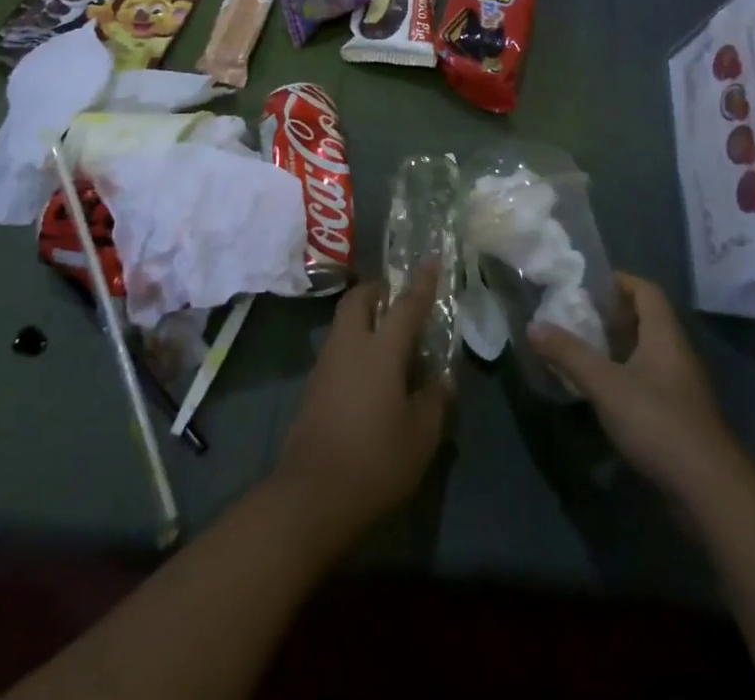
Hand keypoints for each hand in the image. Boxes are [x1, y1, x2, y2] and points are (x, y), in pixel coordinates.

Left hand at [270, 277, 448, 547]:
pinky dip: (355, 343)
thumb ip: (435, 401)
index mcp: (381, 350)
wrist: (313, 495)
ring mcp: (326, 363)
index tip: (432, 259)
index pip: (406, 305)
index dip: (422, 281)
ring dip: (365, 316)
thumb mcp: (421, 436)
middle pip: (360, 299)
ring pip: (344, 321)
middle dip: (379, 290)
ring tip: (388, 336)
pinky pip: (338, 347)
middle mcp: (350, 345)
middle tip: (399, 299)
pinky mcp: (313, 385)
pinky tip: (370, 371)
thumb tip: (442, 379)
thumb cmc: (376, 460)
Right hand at [530, 273, 737, 503]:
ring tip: (582, 349)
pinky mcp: (680, 417)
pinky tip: (603, 391)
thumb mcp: (605, 385)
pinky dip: (625, 376)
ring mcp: (682, 387)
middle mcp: (677, 354)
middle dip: (612, 314)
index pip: (646, 290)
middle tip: (576, 315)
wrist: (710, 492)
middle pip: (647, 319)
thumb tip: (532, 326)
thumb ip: (568, 354)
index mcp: (665, 335)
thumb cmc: (658, 422)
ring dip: (617, 347)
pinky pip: (650, 381)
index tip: (587, 284)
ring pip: (647, 352)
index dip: (619, 281)